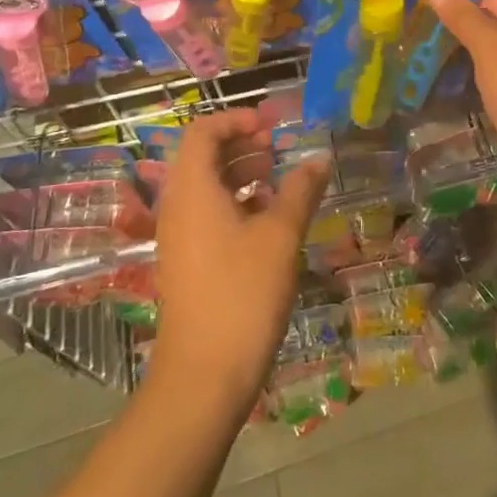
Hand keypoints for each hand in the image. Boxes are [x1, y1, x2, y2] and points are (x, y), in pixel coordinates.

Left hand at [151, 106, 330, 416]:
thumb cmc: (242, 293)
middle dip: (242, 144)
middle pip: (203, 156)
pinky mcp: (186, 261)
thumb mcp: (281, 235)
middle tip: (279, 149)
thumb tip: (320, 158)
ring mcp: (178, 236)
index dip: (236, 119)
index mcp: (192, 189)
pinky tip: (268, 220)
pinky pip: (207, 214)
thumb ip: (300, 190)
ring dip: (240, 174)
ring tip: (278, 180)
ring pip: (206, 186)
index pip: (203, 131)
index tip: (272, 126)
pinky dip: (235, 203)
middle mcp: (177, 206)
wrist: (203, 376)